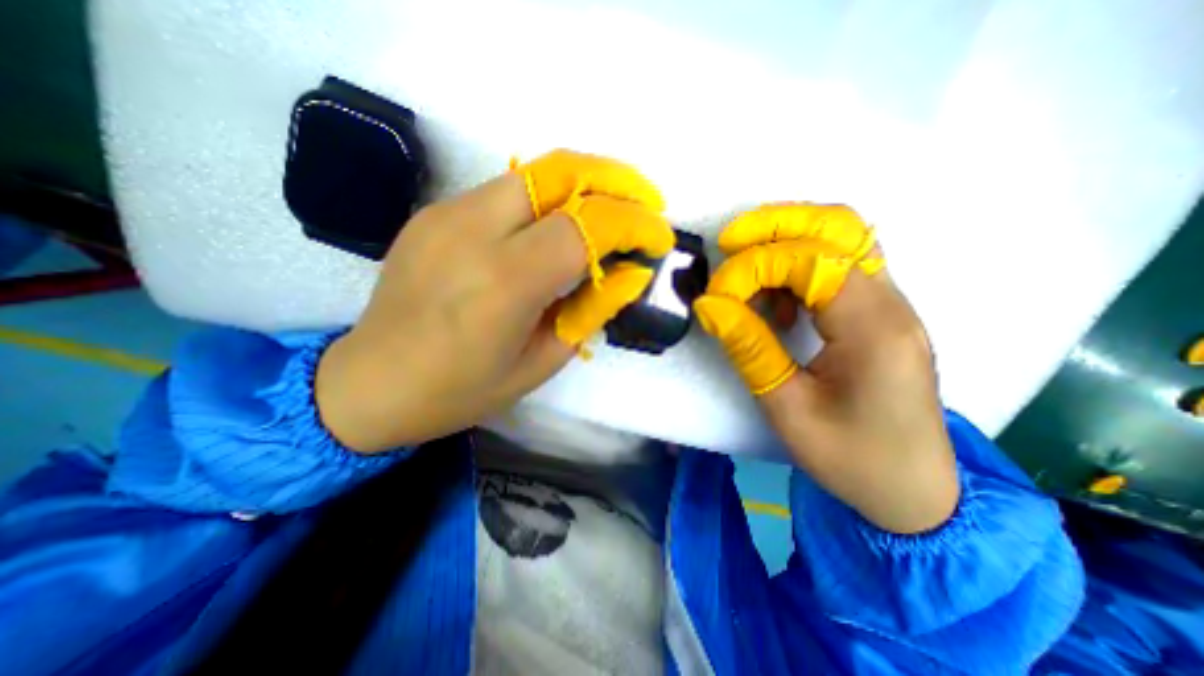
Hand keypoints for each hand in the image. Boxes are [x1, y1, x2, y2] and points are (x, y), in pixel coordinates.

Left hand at [316, 147, 675, 451]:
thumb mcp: (541, 362)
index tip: (659, 237)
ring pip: (533, 174)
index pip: (585, 226)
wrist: (369, 383)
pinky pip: (506, 192)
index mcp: (504, 281)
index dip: (633, 224)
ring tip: (613, 208)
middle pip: (560, 172)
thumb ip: (589, 311)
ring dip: (584, 183)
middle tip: (646, 202)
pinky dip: (547, 199)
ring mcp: (447, 213)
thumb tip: (626, 272)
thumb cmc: (461, 390)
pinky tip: (558, 226)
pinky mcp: (435, 212)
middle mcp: (472, 230)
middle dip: (615, 179)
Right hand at [696, 205, 960, 532]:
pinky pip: (838, 267)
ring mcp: (889, 304)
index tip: (717, 296)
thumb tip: (708, 304)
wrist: (914, 491)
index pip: (810, 262)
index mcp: (874, 329)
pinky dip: (799, 267)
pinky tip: (778, 303)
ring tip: (746, 273)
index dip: (753, 267)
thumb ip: (749, 348)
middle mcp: (890, 303)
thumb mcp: (787, 408)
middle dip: (775, 225)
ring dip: (786, 240)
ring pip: (841, 240)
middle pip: (839, 227)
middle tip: (728, 242)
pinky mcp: (878, 314)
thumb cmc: (851, 458)